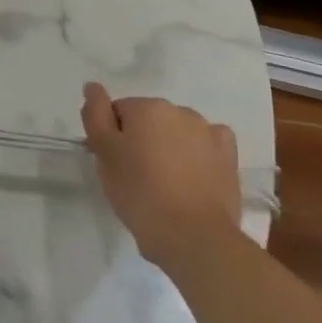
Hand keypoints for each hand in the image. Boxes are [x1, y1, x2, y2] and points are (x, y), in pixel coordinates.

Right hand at [82, 82, 241, 270]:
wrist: (193, 236)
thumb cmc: (139, 192)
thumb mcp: (103, 152)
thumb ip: (95, 114)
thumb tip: (93, 87)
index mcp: (146, 107)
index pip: (117, 112)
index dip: (111, 137)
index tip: (113, 163)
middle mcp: (180, 111)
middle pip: (148, 119)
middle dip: (140, 139)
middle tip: (134, 175)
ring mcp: (209, 133)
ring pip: (177, 131)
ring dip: (168, 146)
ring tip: (164, 182)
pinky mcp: (229, 157)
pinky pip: (207, 143)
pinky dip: (199, 151)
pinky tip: (193, 172)